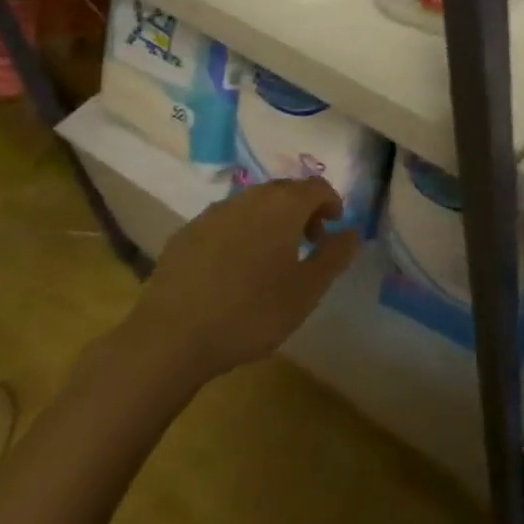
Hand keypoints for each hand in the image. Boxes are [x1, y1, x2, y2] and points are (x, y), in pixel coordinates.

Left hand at [126, 178, 360, 383]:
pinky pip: (225, 222)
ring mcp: (214, 212)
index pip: (317, 187)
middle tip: (309, 241)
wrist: (172, 336)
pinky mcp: (187, 232)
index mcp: (283, 205)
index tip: (334, 227)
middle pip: (284, 191)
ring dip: (270, 220)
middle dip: (302, 210)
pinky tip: (234, 267)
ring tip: (272, 257)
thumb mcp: (306, 291)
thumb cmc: (251, 312)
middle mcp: (249, 197)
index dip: (331, 202)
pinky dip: (240, 233)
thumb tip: (352, 233)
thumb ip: (334, 256)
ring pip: (253, 204)